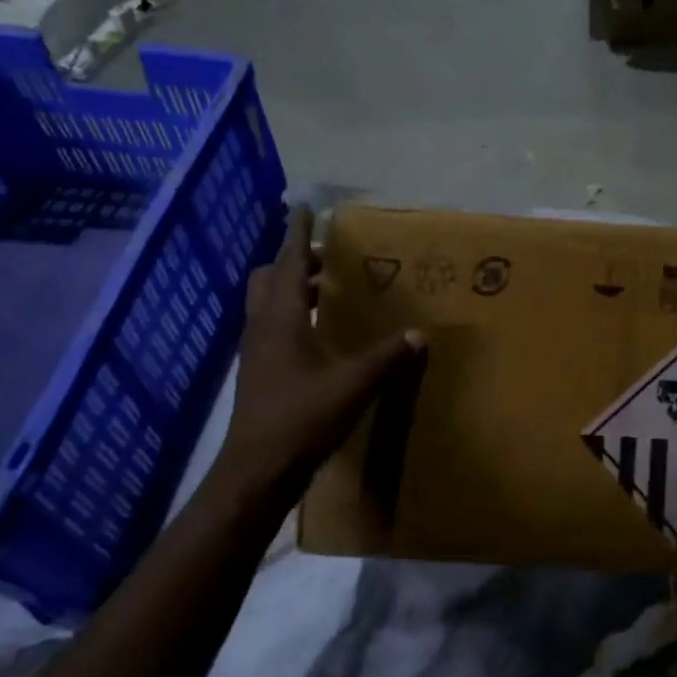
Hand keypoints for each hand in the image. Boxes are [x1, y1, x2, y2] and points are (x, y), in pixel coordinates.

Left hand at [220, 205, 424, 484]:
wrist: (258, 468)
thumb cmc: (303, 417)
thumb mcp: (354, 384)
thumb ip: (388, 357)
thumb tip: (420, 334)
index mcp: (282, 319)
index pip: (290, 263)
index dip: (299, 233)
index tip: (304, 207)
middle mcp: (263, 326)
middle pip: (270, 277)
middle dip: (296, 260)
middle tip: (328, 258)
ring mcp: (256, 349)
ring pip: (267, 302)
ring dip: (293, 287)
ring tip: (328, 289)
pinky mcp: (258, 370)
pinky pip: (271, 325)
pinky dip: (291, 314)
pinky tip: (318, 333)